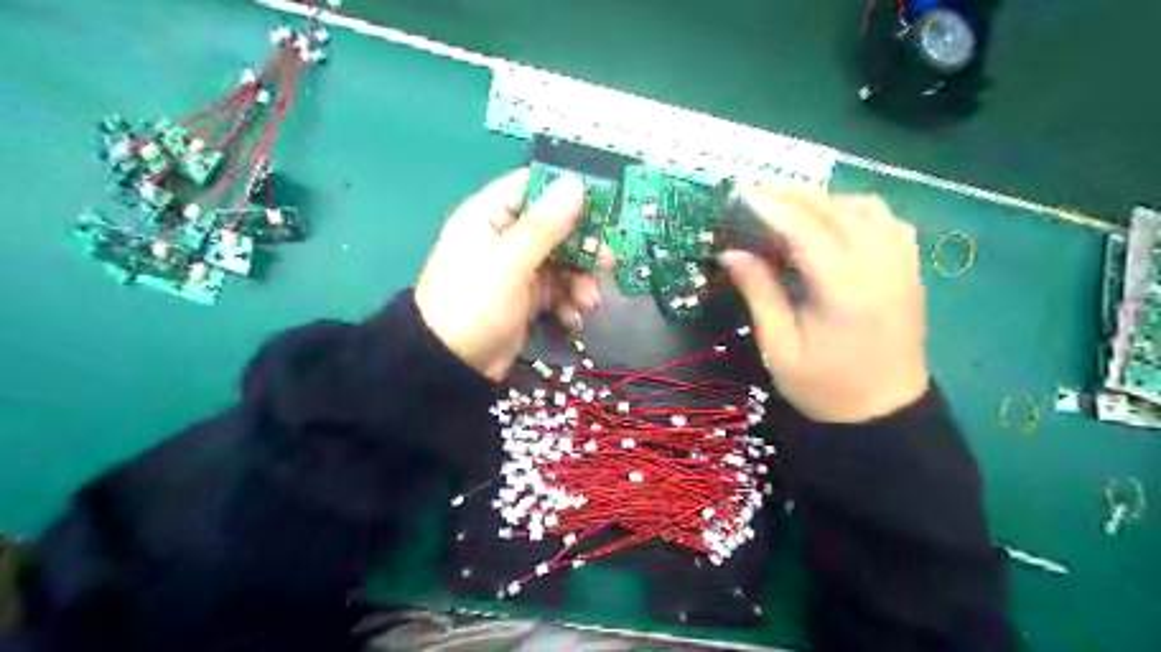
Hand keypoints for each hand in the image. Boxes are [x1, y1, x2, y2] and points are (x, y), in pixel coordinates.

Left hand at [417, 169, 602, 382]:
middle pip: (556, 227)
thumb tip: (575, 184)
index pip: (533, 186)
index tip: (603, 204)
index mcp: (490, 216)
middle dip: (583, 247)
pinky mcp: (527, 298)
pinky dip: (569, 303)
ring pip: (563, 262)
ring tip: (588, 303)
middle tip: (608, 262)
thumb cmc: (473, 305)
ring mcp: (518, 269)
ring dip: (580, 281)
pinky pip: (558, 290)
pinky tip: (573, 319)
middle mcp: (506, 237)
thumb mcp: (508, 263)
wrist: (451, 366)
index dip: (568, 191)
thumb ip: (543, 226)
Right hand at [724, 187, 932, 424]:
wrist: (885, 413)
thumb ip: (759, 293)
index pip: (806, 229)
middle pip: (834, 209)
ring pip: (864, 206)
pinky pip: (885, 220)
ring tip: (791, 207)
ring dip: (825, 199)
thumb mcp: (779, 347)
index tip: (741, 190)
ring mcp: (901, 264)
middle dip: (792, 193)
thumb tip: (730, 252)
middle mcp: (879, 266)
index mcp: (844, 290)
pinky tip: (833, 222)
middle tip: (755, 191)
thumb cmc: (825, 387)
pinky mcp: (909, 269)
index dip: (771, 205)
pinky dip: (854, 210)